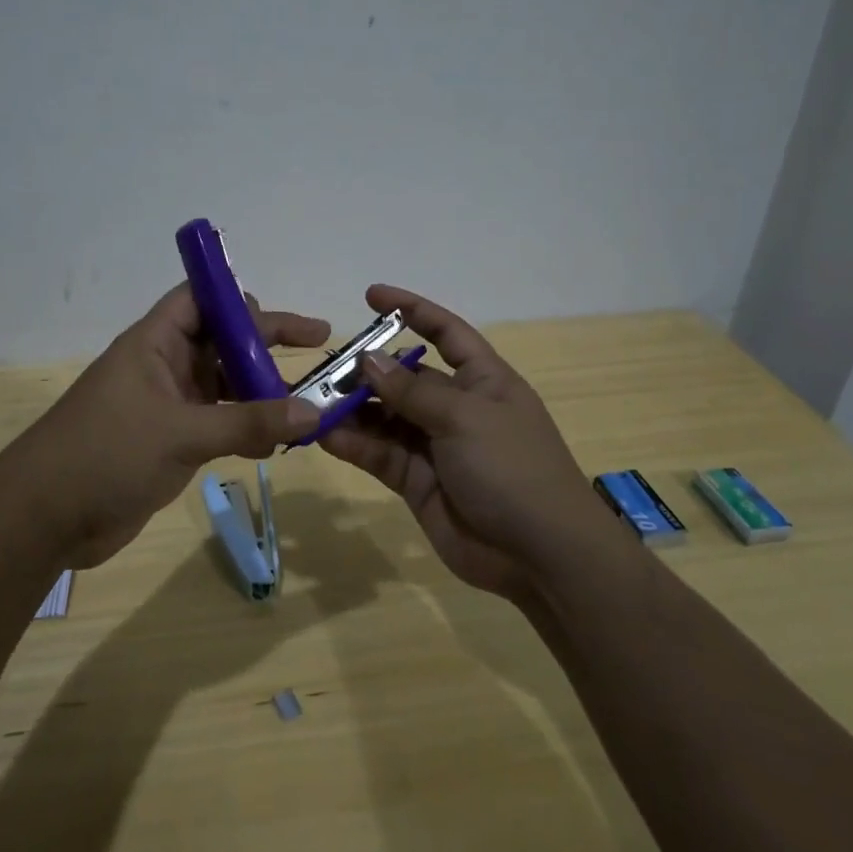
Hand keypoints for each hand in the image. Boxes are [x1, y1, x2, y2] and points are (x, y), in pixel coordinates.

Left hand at [15, 284, 328, 568]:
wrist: (46, 518)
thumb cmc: (105, 454)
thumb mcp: (181, 433)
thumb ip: (248, 423)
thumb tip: (313, 413)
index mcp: (155, 342)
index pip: (201, 298)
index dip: (241, 298)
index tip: (284, 313)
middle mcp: (165, 366)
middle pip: (223, 339)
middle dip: (266, 343)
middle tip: (318, 347)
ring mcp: (168, 405)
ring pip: (225, 383)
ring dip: (262, 390)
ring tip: (307, 404)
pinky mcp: (171, 441)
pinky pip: (219, 422)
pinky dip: (247, 427)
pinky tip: (277, 443)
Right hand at [320, 286, 611, 601]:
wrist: (540, 555)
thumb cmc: (512, 468)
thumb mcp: (465, 417)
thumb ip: (412, 391)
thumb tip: (368, 359)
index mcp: (482, 380)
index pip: (445, 333)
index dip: (412, 310)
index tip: (372, 296)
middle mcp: (456, 408)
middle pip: (404, 378)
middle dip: (366, 371)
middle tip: (324, 370)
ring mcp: (434, 446)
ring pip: (384, 417)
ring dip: (351, 410)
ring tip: (312, 403)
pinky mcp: (416, 481)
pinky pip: (378, 453)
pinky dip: (352, 443)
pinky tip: (323, 435)